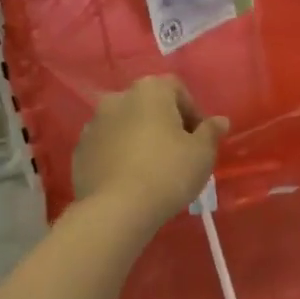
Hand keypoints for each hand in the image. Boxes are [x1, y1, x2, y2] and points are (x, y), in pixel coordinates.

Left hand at [72, 77, 228, 228]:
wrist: (116, 210)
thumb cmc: (168, 172)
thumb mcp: (202, 153)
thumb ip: (211, 132)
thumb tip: (220, 120)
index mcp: (149, 91)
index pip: (176, 89)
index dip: (192, 111)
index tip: (199, 138)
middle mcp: (117, 98)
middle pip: (148, 105)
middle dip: (163, 123)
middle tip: (178, 152)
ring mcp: (93, 124)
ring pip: (124, 125)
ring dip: (138, 138)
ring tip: (152, 168)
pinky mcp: (80, 150)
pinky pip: (106, 146)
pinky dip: (118, 155)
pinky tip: (129, 179)